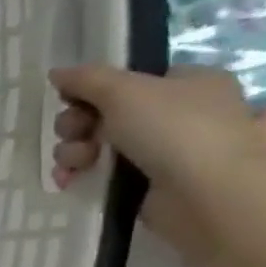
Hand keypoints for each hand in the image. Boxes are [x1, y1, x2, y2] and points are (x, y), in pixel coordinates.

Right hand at [49, 64, 265, 256]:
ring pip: (99, 145)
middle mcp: (178, 114)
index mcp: (186, 83)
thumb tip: (57, 72)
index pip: (130, 79)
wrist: (209, 194)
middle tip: (74, 133)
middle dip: (77, 125)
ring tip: (75, 163)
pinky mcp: (147, 184)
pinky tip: (69, 180)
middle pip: (106, 113)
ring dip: (74, 151)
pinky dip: (82, 175)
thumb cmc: (175, 129)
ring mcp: (164, 151)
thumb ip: (87, 79)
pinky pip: (102, 173)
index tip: (72, 100)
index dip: (94, 89)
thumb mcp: (125, 91)